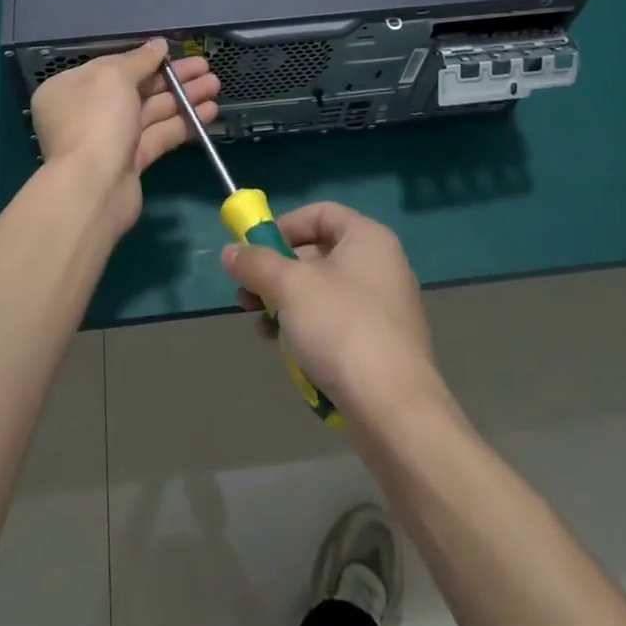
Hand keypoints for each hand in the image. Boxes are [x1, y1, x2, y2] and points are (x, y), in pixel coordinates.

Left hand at [31, 39, 218, 237]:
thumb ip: (140, 59)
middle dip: (172, 78)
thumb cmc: (97, 120)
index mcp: (70, 88)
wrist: (93, 189)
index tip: (174, 53)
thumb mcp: (115, 77)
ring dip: (183, 98)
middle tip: (206, 68)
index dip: (145, 59)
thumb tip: (159, 44)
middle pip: (136, 88)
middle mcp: (86, 112)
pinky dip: (182, 123)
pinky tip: (209, 112)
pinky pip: (158, 135)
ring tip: (215, 85)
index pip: (112, 66)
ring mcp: (108, 139)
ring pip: (150, 112)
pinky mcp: (129, 162)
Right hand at [222, 202, 441, 419]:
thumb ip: (256, 264)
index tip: (256, 250)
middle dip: (278, 272)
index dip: (284, 226)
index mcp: (368, 238)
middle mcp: (381, 265)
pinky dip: (309, 330)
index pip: (320, 213)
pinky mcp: (382, 346)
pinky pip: (337, 324)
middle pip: (319, 254)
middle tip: (246, 294)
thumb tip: (229, 252)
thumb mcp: (289, 288)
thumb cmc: (342, 329)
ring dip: (287, 304)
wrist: (395, 412)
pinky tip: (287, 352)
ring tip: (260, 325)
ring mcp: (384, 308)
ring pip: (324, 293)